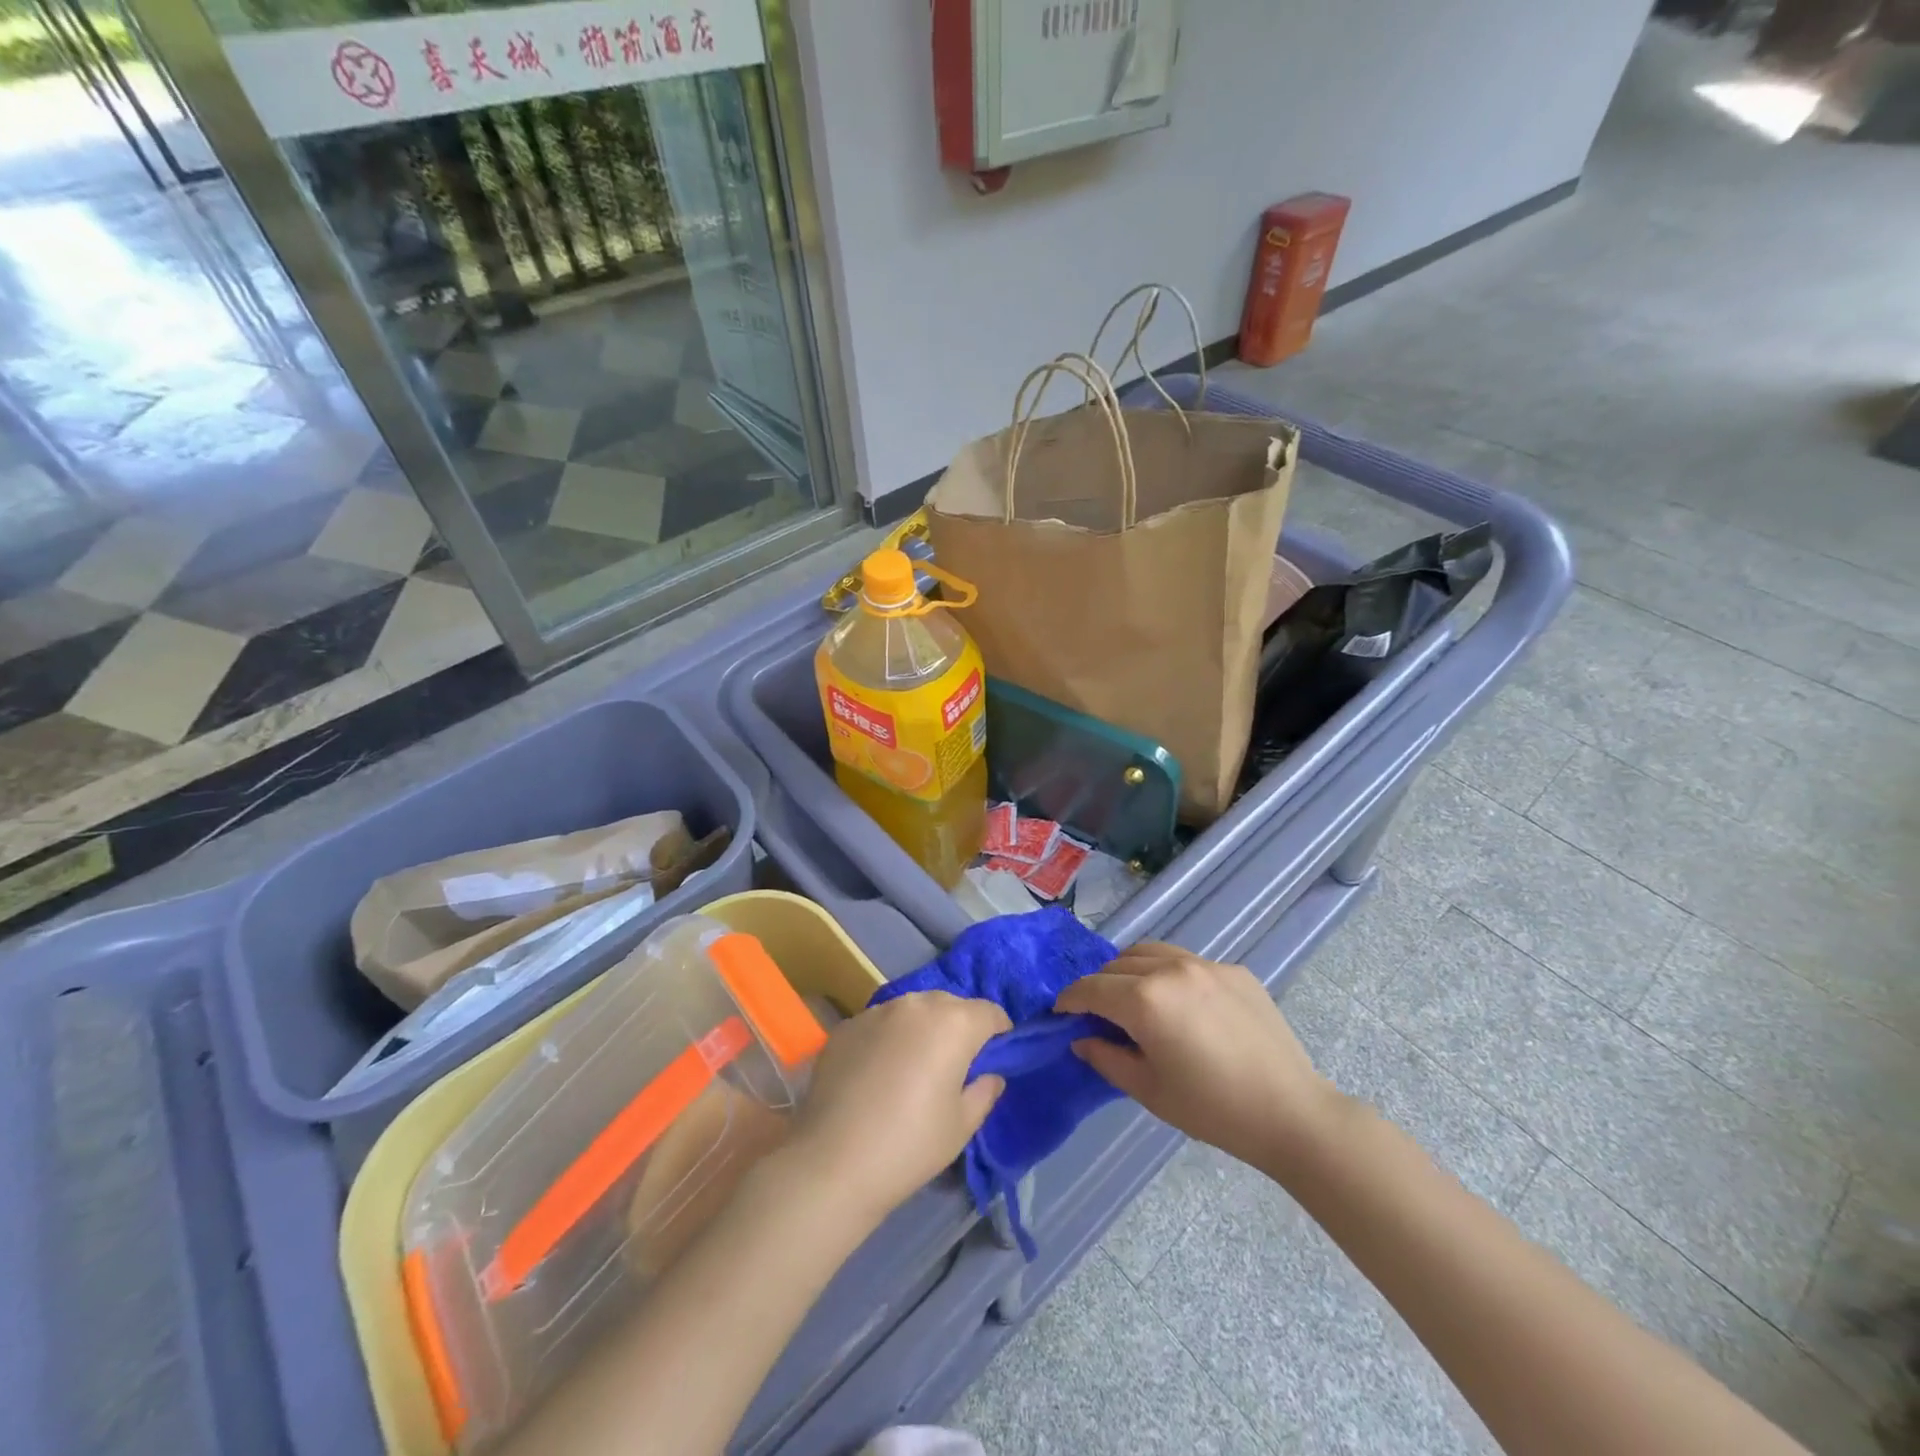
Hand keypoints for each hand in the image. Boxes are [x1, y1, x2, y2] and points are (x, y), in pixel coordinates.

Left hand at [786, 992, 1010, 1226]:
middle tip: (955, 1065)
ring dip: (922, 1028)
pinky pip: (880, 1023)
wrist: (832, 1160)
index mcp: (954, 1023)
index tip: (995, 1056)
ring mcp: (877, 1011)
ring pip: (912, 1010)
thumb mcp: (961, 1126)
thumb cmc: (910, 1145)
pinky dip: (888, 1038)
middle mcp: (917, 1005)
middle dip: (959, 1027)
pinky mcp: (847, 1025)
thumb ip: (984, 1092)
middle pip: (950, 1005)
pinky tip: (877, 1074)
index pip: (990, 1012)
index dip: (999, 1032)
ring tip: (914, 1066)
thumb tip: (990, 1075)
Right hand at [1055, 944, 1341, 1174]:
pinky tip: (1182, 1006)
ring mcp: (1206, 965)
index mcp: (1145, 999)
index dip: (1069, 1000)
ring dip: (1131, 970)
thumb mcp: (1148, 1090)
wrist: (1290, 1112)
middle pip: (1117, 964)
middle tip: (1099, 1014)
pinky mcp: (1234, 970)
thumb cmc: (1211, 1109)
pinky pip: (1187, 962)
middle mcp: (1171, 969)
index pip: (1091, 989)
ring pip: (1151, 952)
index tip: (1060, 1013)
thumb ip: (1106, 1058)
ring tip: (1134, 998)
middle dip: (1100, 985)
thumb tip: (1082, 1038)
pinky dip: (1169, 974)